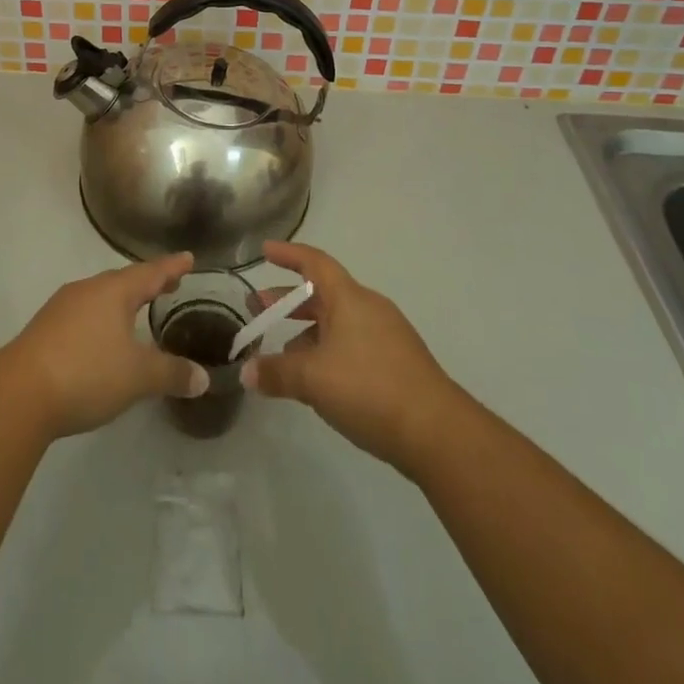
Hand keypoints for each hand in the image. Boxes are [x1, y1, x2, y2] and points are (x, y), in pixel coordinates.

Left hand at [2, 254, 210, 439]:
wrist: (19, 393)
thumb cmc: (87, 372)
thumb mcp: (137, 377)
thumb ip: (172, 373)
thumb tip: (203, 378)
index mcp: (114, 291)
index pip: (151, 273)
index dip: (172, 267)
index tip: (188, 258)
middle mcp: (88, 290)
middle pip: (124, 280)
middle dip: (147, 283)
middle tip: (168, 285)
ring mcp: (62, 307)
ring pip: (101, 297)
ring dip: (122, 301)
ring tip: (137, 311)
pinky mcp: (45, 328)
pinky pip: (83, 314)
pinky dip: (102, 319)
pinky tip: (102, 338)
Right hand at [241, 242, 462, 473]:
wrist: (437, 432)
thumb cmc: (370, 388)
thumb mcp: (314, 379)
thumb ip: (277, 372)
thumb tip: (246, 371)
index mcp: (349, 298)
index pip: (314, 262)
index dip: (288, 254)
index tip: (264, 251)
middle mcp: (368, 308)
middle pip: (322, 293)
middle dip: (288, 300)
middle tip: (258, 308)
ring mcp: (386, 336)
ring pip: (337, 322)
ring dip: (306, 331)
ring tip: (281, 352)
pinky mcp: (396, 364)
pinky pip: (352, 344)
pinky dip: (327, 350)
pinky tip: (316, 379)